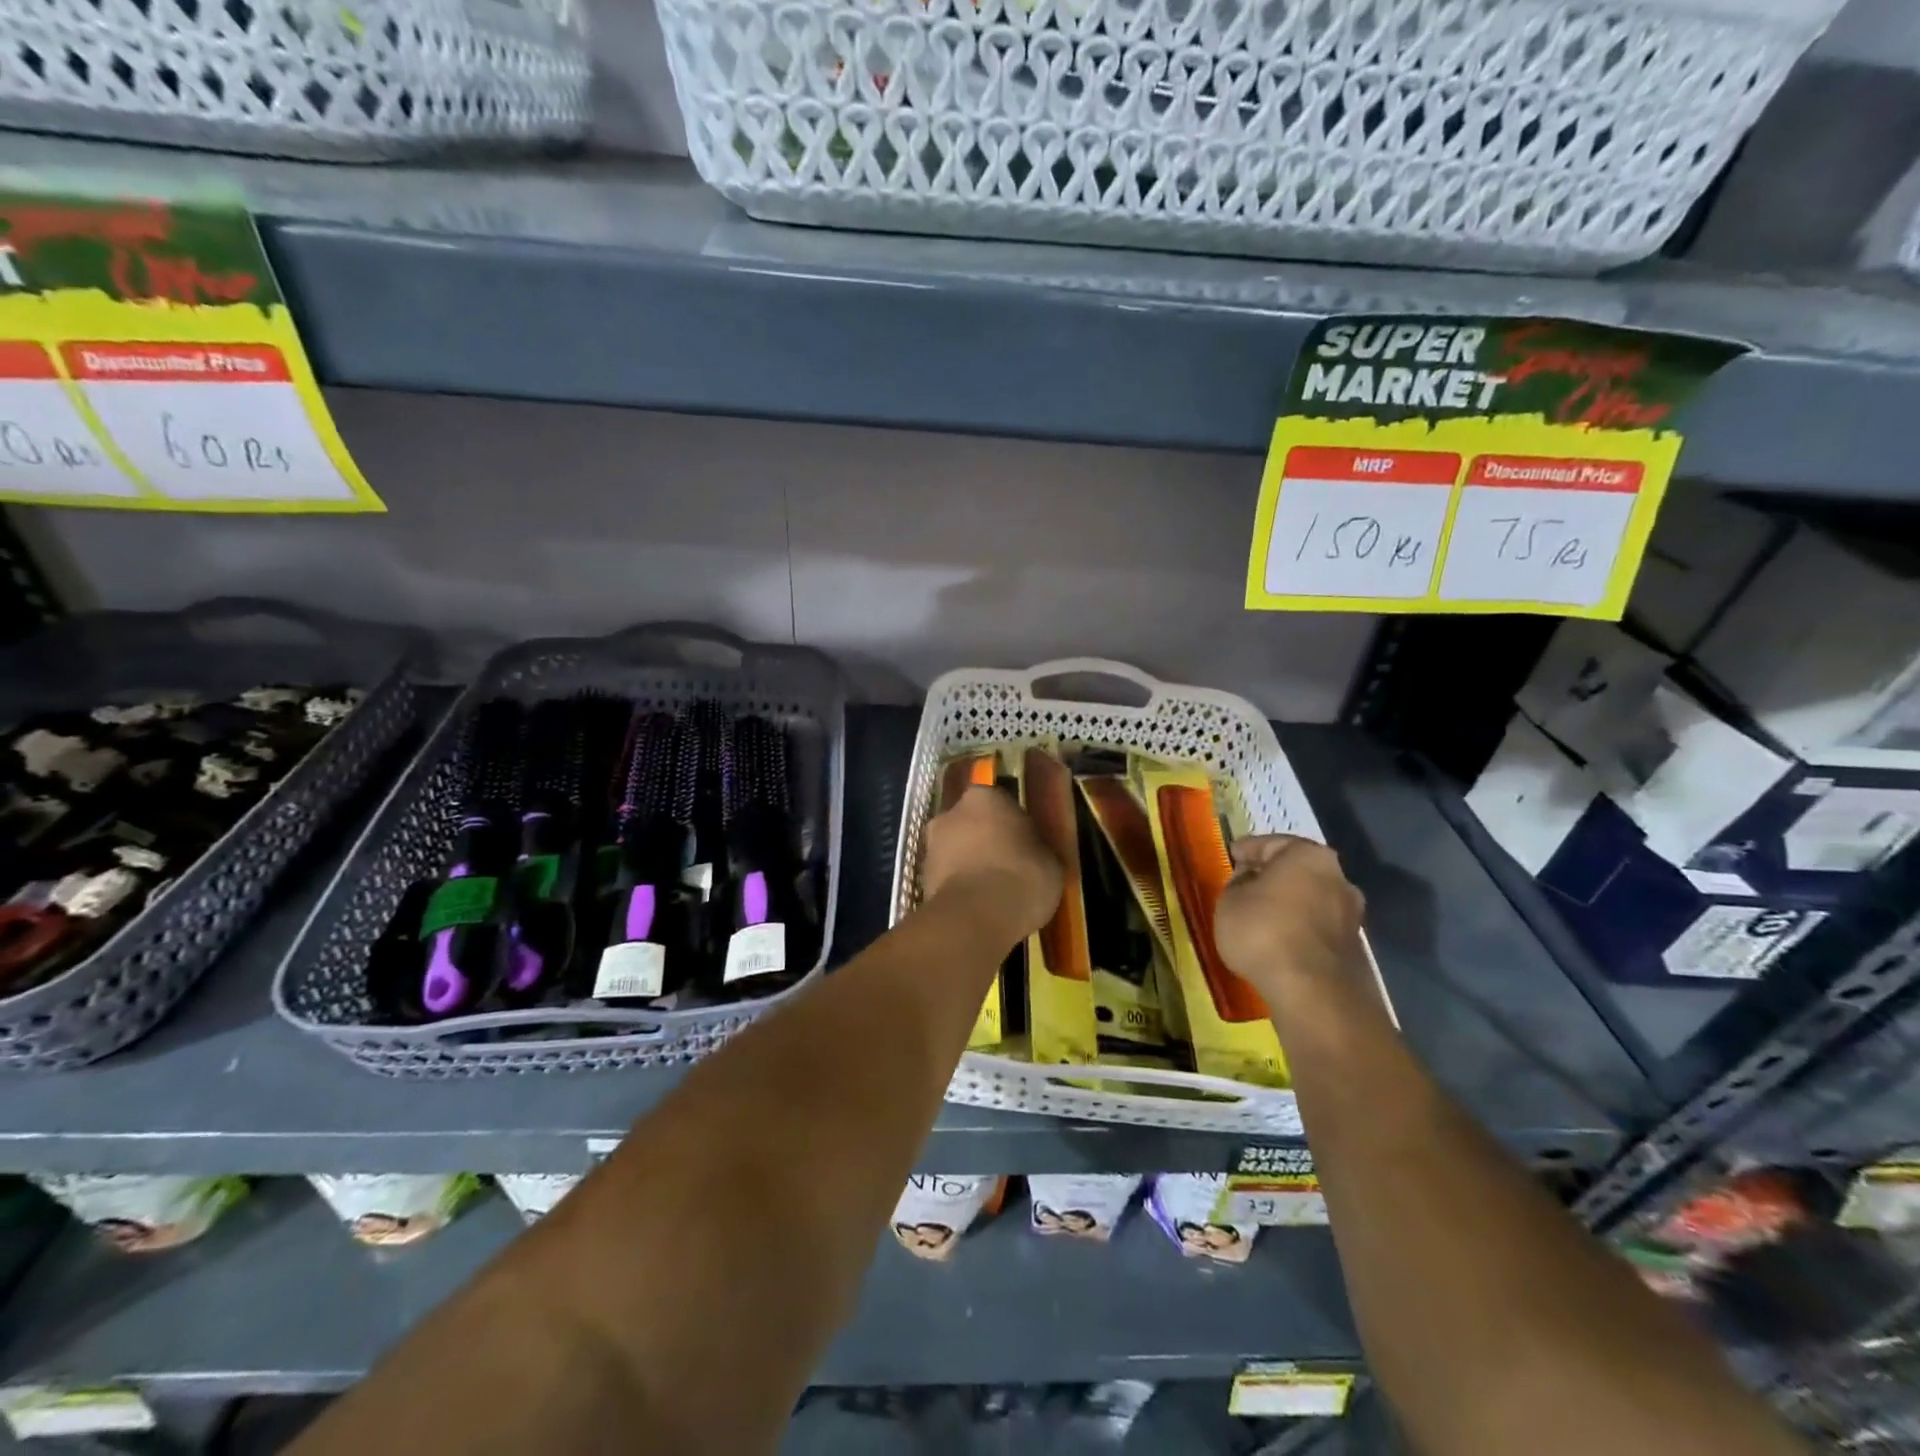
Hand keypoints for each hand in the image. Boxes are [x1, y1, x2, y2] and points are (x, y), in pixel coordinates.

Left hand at [922, 785, 1062, 950]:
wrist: (977, 918)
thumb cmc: (1022, 877)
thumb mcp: (1050, 860)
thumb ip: (1035, 847)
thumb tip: (1031, 851)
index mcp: (984, 797)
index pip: (997, 802)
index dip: (1010, 823)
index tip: (1022, 842)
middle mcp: (950, 813)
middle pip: (969, 823)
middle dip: (982, 840)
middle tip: (1005, 865)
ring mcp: (931, 845)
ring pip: (954, 850)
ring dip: (967, 863)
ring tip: (990, 891)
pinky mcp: (921, 878)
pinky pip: (946, 877)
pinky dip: (957, 886)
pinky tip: (976, 906)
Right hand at [1213, 835, 1371, 1023]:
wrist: (1312, 991)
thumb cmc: (1263, 931)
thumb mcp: (1230, 900)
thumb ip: (1238, 882)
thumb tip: (1249, 879)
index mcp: (1308, 856)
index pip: (1271, 843)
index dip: (1247, 850)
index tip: (1231, 855)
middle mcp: (1338, 878)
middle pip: (1297, 870)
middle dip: (1272, 876)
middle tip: (1246, 884)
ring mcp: (1351, 914)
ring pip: (1310, 899)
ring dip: (1289, 904)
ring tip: (1262, 916)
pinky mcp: (1354, 947)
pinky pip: (1317, 926)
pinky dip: (1299, 928)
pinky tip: (1279, 940)